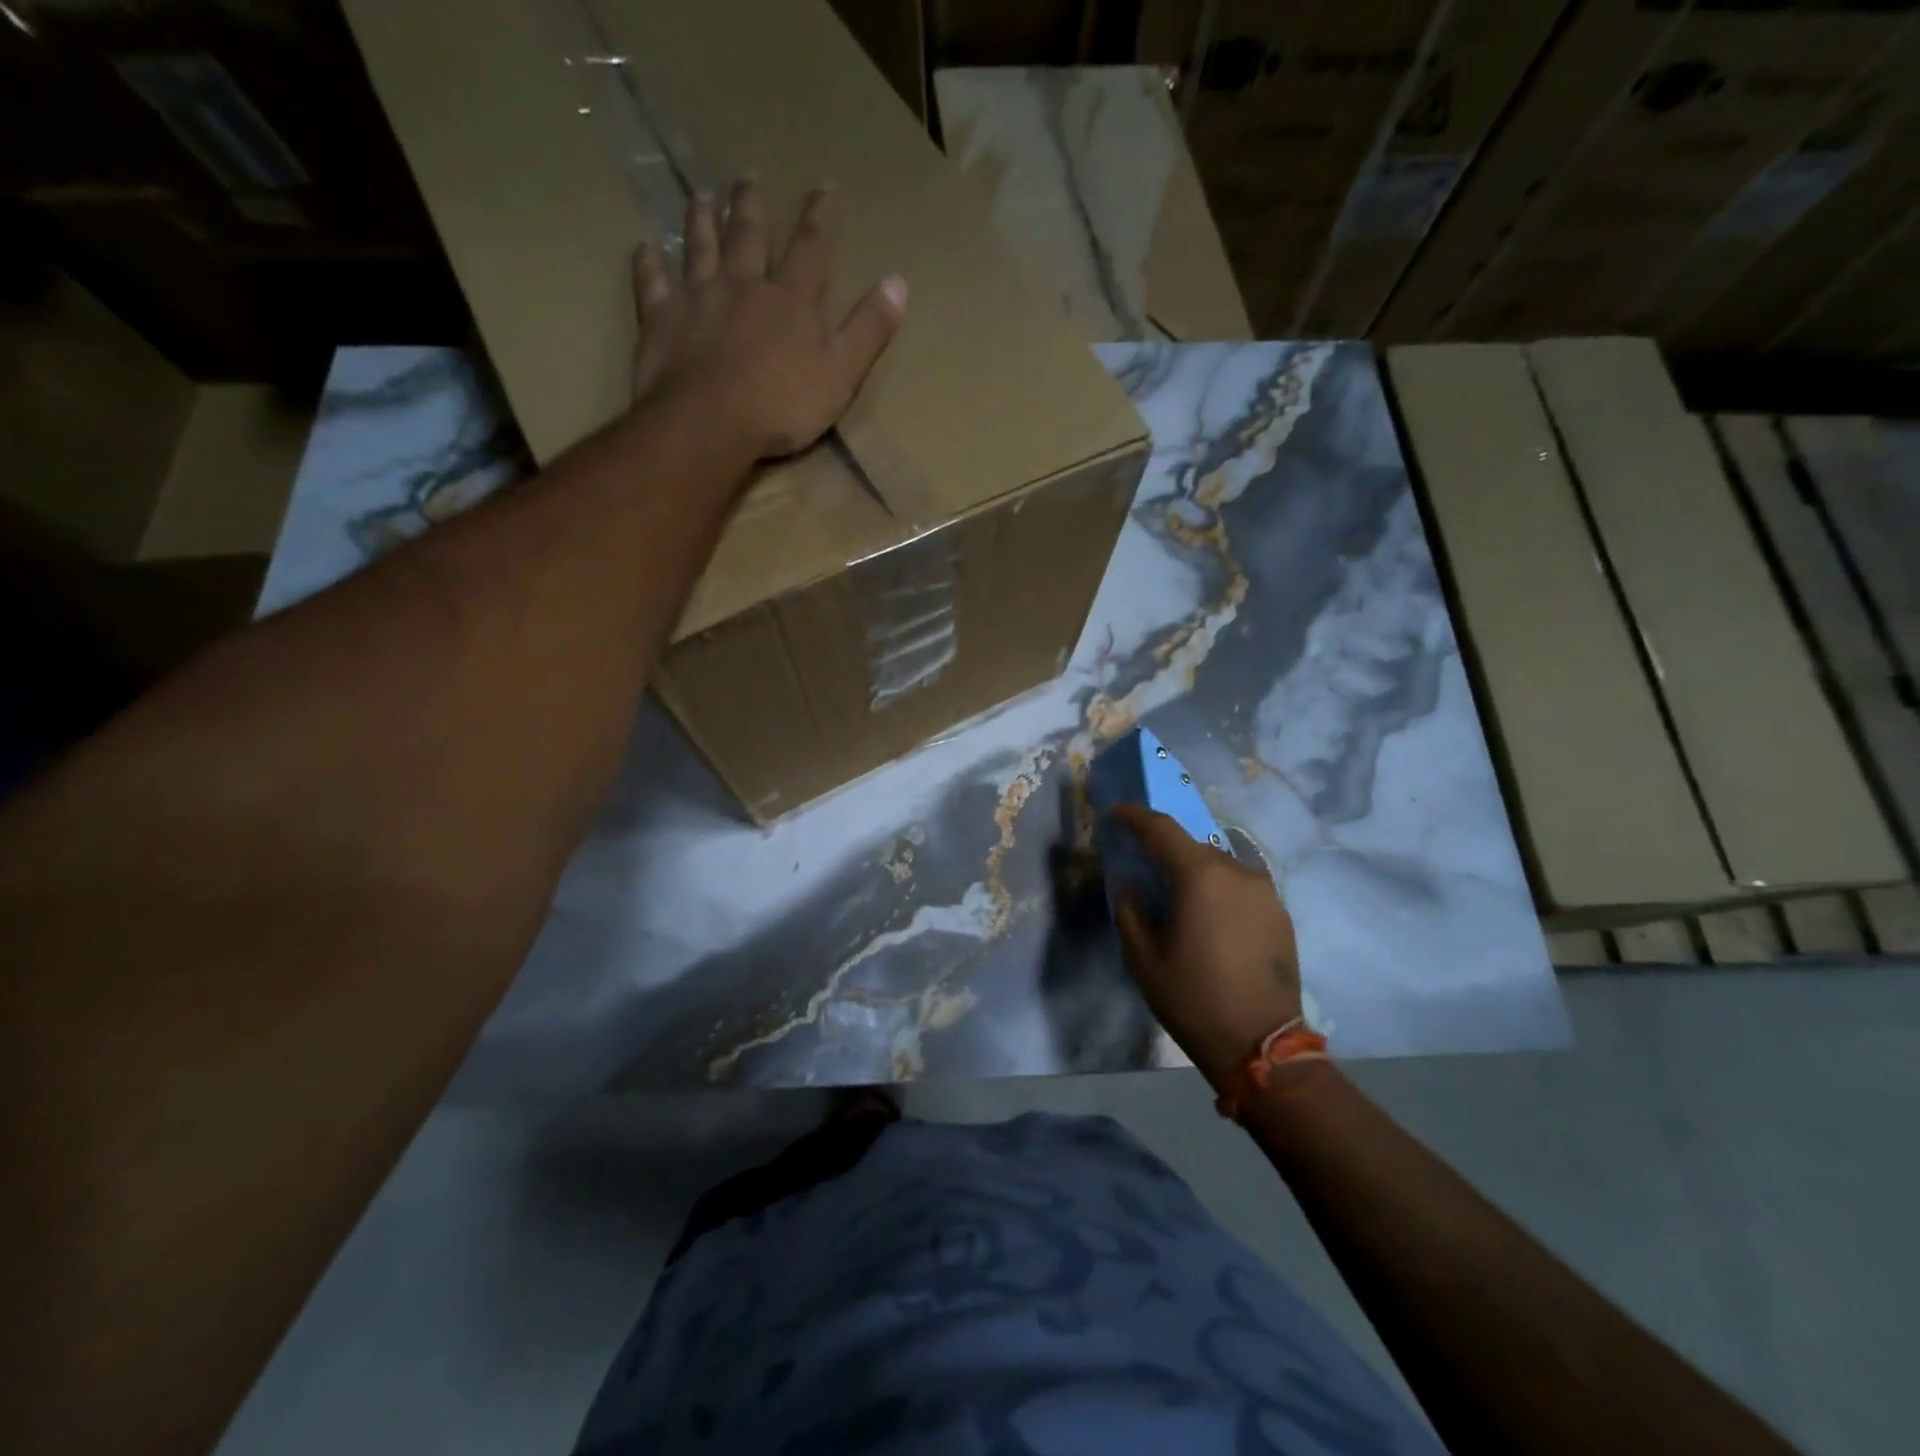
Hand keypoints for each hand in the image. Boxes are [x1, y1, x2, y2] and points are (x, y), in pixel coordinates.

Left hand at [631, 178, 907, 459]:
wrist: (710, 422)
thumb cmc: (782, 405)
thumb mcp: (841, 374)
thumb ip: (868, 330)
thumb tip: (899, 283)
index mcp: (790, 301)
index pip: (811, 249)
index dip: (820, 218)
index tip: (824, 188)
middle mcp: (743, 285)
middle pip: (749, 236)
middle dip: (752, 207)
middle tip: (748, 177)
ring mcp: (698, 298)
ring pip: (700, 248)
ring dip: (702, 220)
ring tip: (702, 196)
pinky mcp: (661, 319)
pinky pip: (653, 283)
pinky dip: (649, 263)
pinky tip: (646, 247)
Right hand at [1110, 803, 1303, 1089]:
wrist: (1261, 1044)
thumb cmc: (1192, 997)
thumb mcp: (1142, 957)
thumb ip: (1130, 909)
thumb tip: (1130, 883)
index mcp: (1200, 875)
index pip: (1162, 829)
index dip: (1135, 816)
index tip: (1115, 812)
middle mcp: (1237, 871)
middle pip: (1192, 846)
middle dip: (1165, 850)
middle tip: (1144, 866)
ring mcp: (1264, 891)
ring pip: (1219, 866)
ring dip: (1194, 872)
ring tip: (1178, 898)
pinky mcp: (1280, 913)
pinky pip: (1240, 887)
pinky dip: (1218, 890)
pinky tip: (1209, 917)